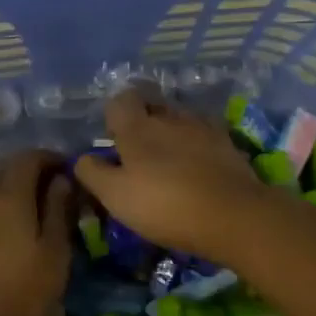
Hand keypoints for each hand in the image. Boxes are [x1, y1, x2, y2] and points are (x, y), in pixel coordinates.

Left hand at [0, 151, 72, 315]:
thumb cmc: (24, 295)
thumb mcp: (55, 254)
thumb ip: (57, 211)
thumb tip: (60, 180)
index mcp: (11, 196)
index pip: (28, 159)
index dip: (48, 158)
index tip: (64, 169)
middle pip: (3, 170)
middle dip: (25, 173)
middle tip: (44, 190)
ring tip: (11, 205)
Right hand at [73, 90, 273, 259]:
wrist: (234, 215)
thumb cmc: (165, 204)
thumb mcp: (116, 196)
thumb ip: (93, 173)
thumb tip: (81, 158)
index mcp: (137, 126)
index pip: (120, 100)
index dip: (114, 115)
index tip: (114, 140)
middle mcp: (168, 116)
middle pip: (151, 104)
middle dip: (144, 120)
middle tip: (140, 151)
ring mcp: (201, 126)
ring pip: (179, 118)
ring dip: (171, 132)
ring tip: (170, 160)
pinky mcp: (227, 143)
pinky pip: (203, 134)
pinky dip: (196, 145)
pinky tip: (197, 167)